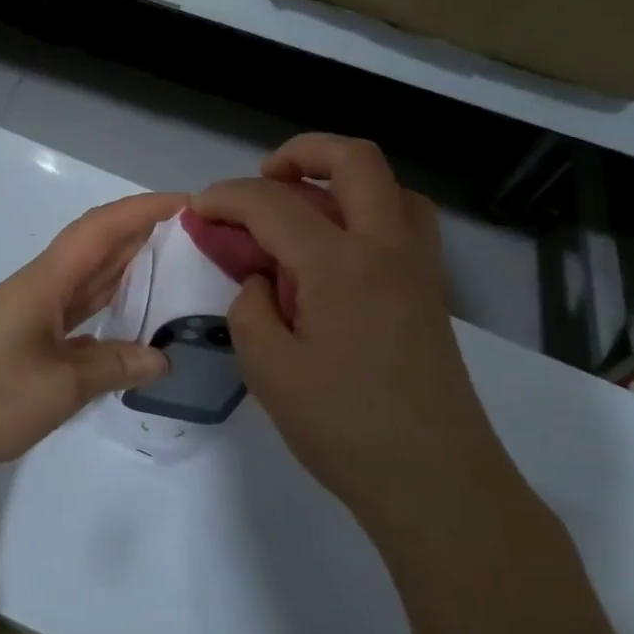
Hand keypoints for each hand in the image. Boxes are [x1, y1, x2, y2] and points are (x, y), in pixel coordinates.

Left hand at [0, 192, 185, 477]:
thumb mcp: (62, 386)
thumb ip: (115, 366)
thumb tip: (161, 358)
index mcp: (43, 282)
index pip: (99, 230)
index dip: (142, 210)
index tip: (187, 203)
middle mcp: (36, 288)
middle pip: (93, 247)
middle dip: (140, 234)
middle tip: (192, 236)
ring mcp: (26, 313)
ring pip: (83, 278)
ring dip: (122, 268)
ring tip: (170, 267)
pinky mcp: (20, 339)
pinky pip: (71, 310)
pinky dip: (102, 306)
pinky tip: (125, 319)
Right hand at [192, 135, 499, 527]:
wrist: (436, 482)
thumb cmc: (345, 428)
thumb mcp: (269, 371)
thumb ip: (251, 309)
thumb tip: (263, 281)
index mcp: (338, 264)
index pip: (272, 204)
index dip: (226, 197)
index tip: (197, 209)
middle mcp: (385, 248)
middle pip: (354, 160)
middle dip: (301, 152)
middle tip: (264, 178)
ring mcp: (418, 268)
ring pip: (391, 186)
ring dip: (344, 178)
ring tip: (306, 205)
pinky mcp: (430, 293)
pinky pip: (405, 222)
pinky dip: (371, 211)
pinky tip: (341, 251)